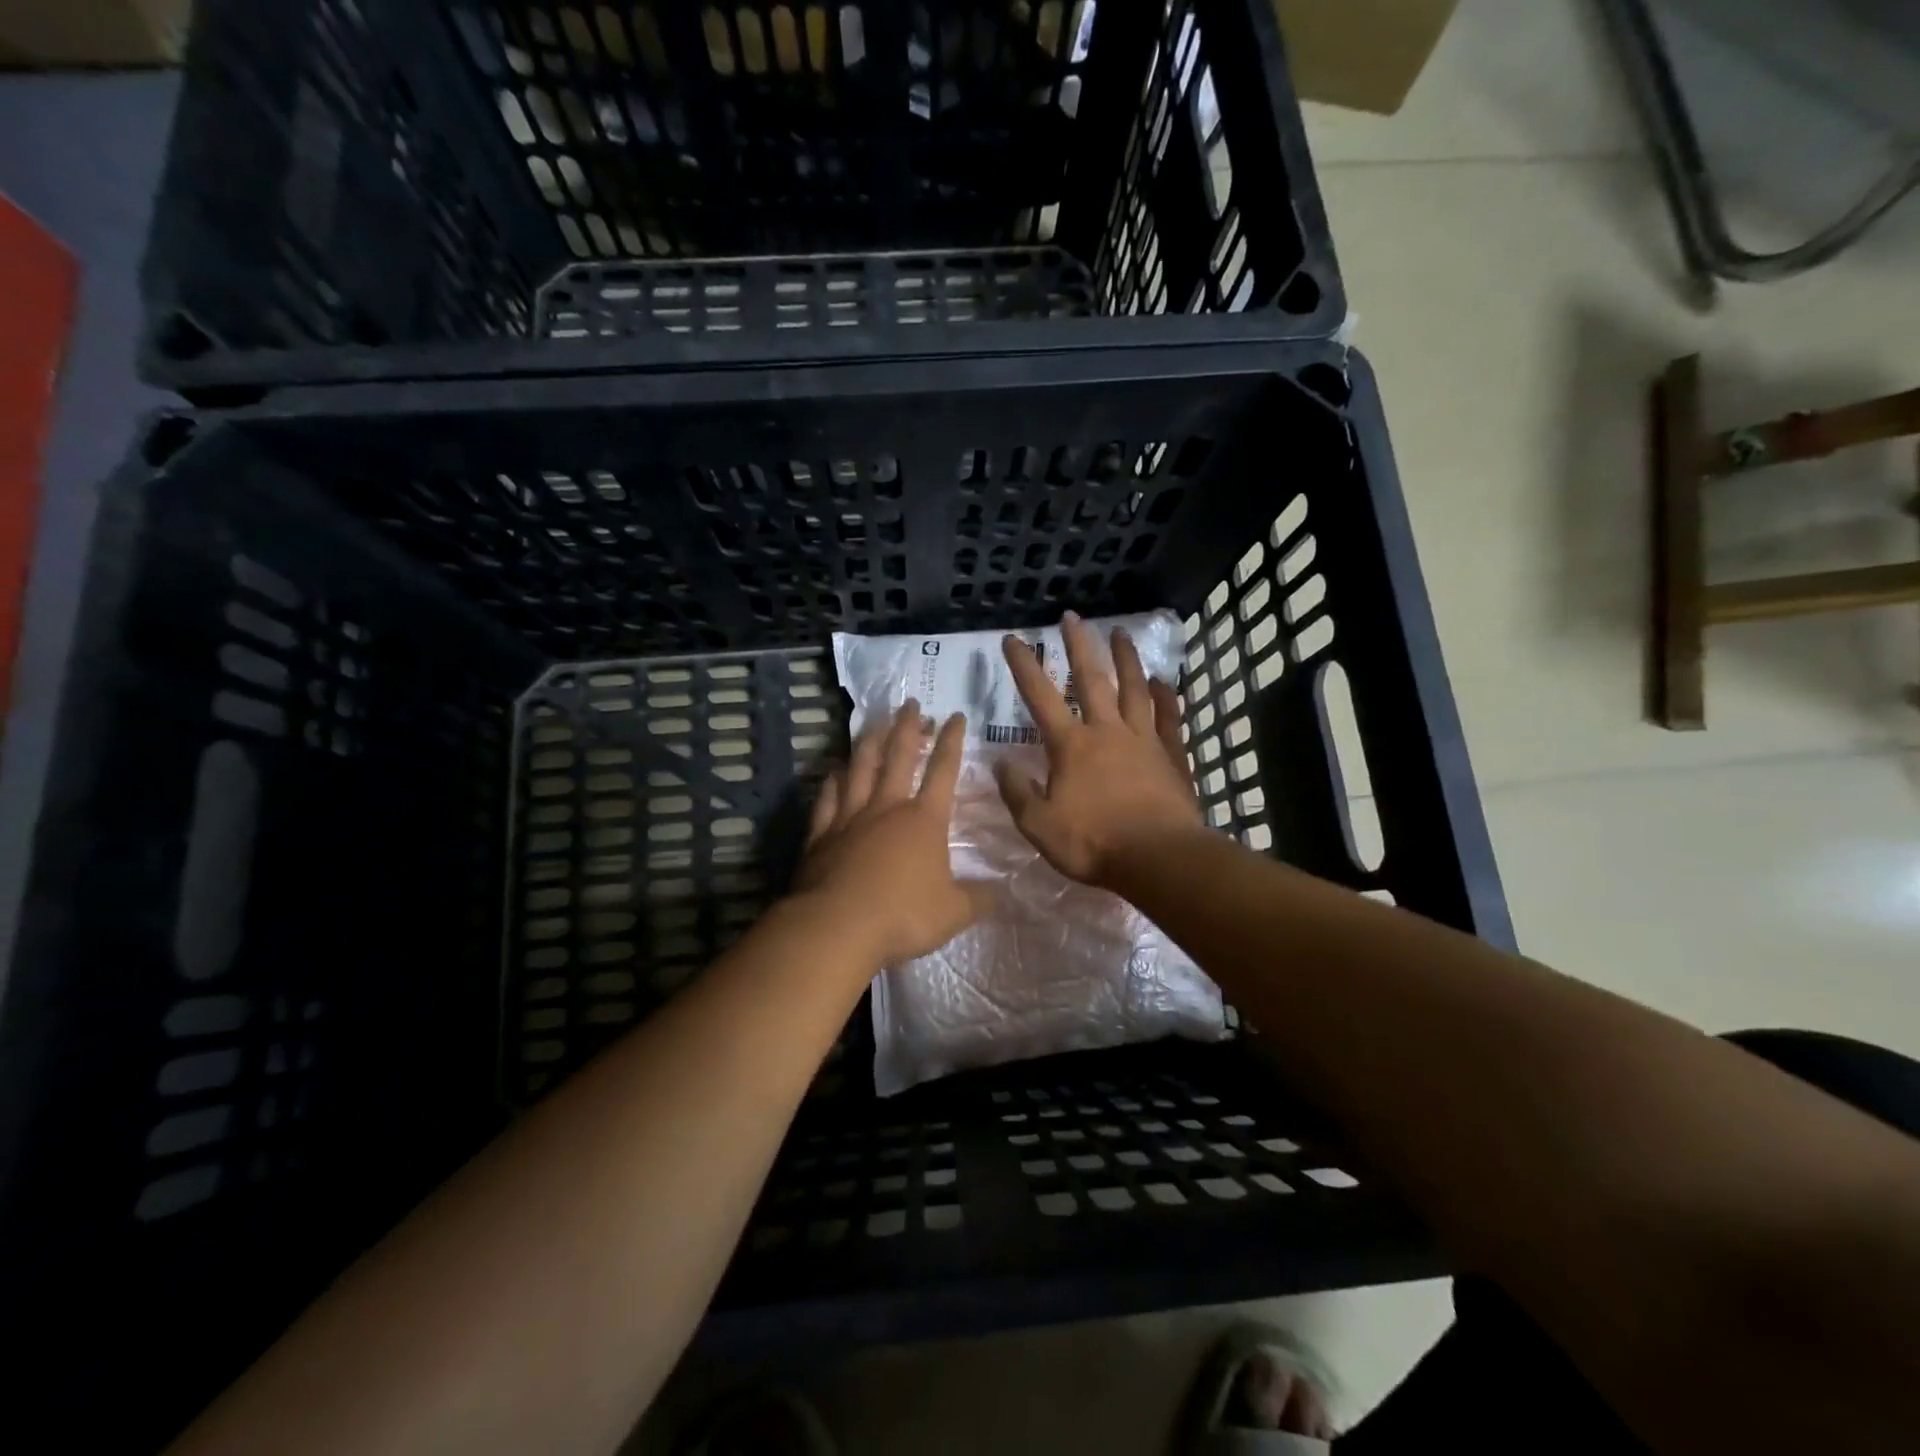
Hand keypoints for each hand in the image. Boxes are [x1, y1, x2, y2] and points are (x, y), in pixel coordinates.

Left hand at [794, 701, 990, 966]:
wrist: (838, 926)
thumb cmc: (904, 915)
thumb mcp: (954, 913)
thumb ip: (979, 899)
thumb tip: (1002, 893)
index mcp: (924, 820)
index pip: (943, 771)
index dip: (951, 741)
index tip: (955, 716)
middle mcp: (887, 808)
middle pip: (898, 757)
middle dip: (907, 727)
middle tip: (910, 702)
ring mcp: (850, 818)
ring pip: (860, 769)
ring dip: (869, 742)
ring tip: (874, 722)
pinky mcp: (821, 835)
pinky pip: (827, 799)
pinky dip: (832, 781)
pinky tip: (834, 770)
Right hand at [996, 612, 1204, 886]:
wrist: (1158, 858)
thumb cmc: (1093, 843)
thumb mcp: (1039, 825)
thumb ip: (1017, 792)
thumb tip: (1000, 763)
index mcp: (1071, 746)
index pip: (1040, 697)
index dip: (1024, 666)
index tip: (1013, 638)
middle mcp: (1106, 731)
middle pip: (1091, 679)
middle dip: (1078, 646)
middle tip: (1072, 616)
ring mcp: (1143, 740)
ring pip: (1134, 688)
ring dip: (1126, 659)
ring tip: (1121, 633)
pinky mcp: (1171, 755)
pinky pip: (1169, 717)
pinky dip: (1166, 697)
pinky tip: (1163, 682)